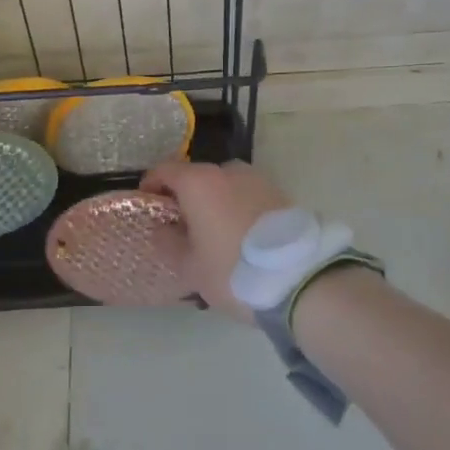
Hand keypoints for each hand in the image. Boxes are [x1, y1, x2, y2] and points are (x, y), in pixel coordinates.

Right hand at [139, 160, 290, 319]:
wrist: (300, 279)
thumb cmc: (233, 270)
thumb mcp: (190, 267)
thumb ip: (168, 243)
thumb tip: (162, 229)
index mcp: (200, 182)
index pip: (165, 170)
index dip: (151, 185)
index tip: (148, 204)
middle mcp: (228, 171)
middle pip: (198, 177)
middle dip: (186, 196)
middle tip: (183, 226)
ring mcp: (258, 179)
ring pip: (226, 186)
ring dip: (215, 202)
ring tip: (215, 234)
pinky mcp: (281, 194)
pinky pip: (248, 196)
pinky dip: (238, 208)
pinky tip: (241, 237)